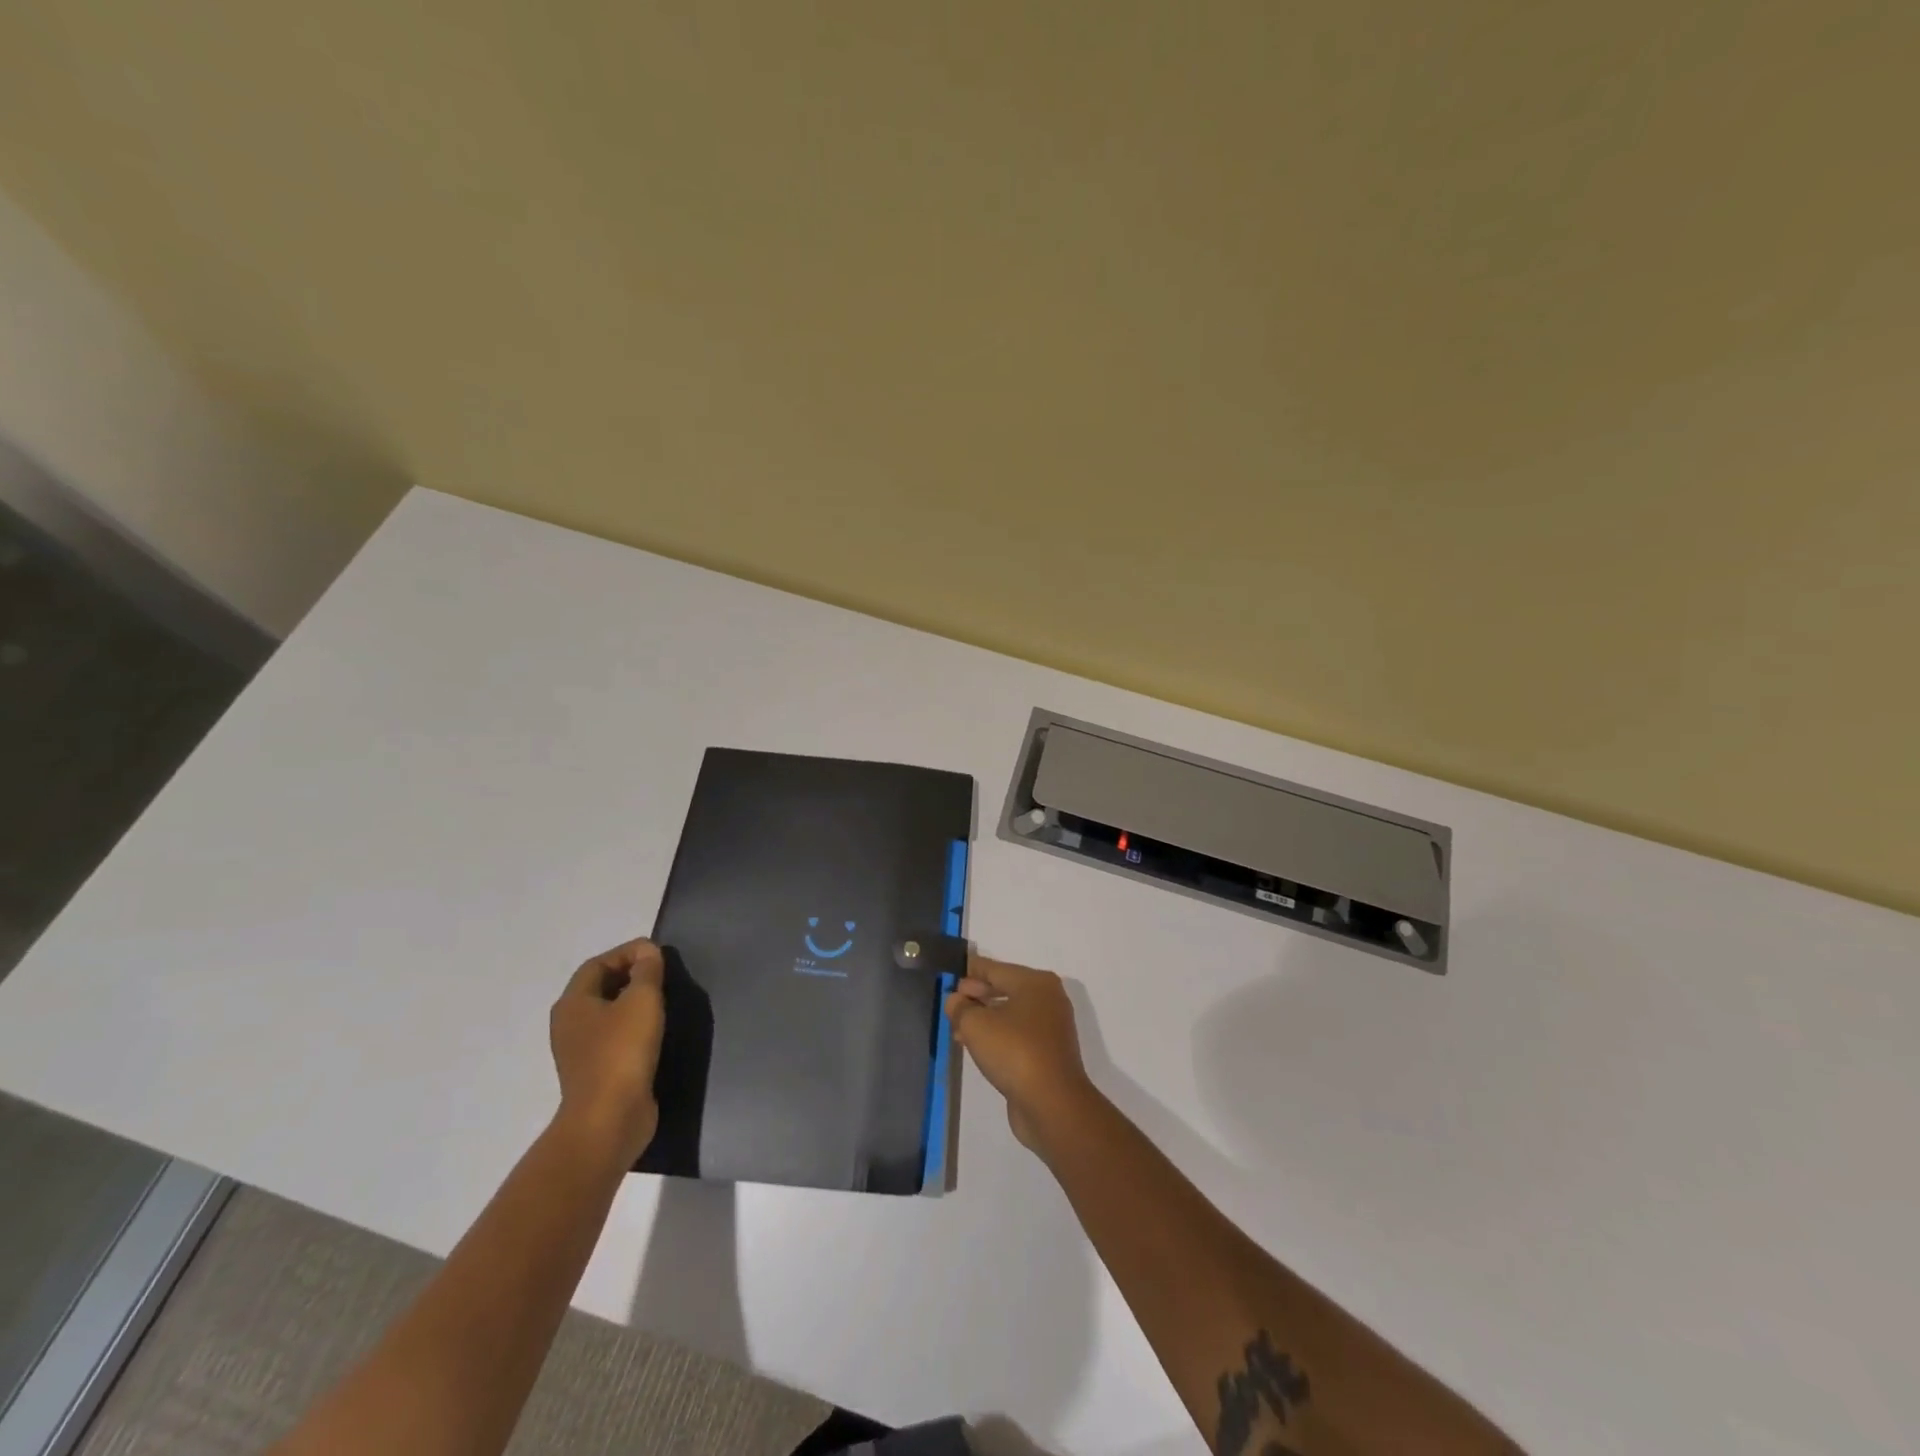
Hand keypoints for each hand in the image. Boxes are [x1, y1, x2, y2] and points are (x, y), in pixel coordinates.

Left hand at [550, 938, 666, 1165]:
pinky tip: (657, 1031)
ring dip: (634, 1003)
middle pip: (600, 987)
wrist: (609, 1120)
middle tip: (663, 974)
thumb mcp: (642, 1001)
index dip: (627, 953)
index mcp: (573, 1003)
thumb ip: (647, 971)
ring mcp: (581, 1052)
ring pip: (608, 1014)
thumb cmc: (622, 1052)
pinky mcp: (597, 1073)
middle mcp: (570, 1025)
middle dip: (630, 975)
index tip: (657, 953)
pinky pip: (615, 1038)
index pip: (597, 964)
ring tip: (664, 999)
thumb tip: (647, 952)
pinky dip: (634, 1027)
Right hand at [945, 954, 1097, 1153]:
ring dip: (983, 1018)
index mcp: (1035, 982)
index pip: (994, 968)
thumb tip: (956, 1000)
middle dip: (976, 995)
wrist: (1052, 1104)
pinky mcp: (1047, 1052)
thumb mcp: (976, 1025)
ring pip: (1009, 1014)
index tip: (948, 974)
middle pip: (1004, 989)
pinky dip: (996, 1035)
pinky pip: (1016, 1034)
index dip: (969, 971)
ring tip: (956, 1026)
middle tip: (950, 1001)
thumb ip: (961, 1007)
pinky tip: (974, 1045)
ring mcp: (1050, 1027)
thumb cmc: (1014, 1052)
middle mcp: (1047, 999)